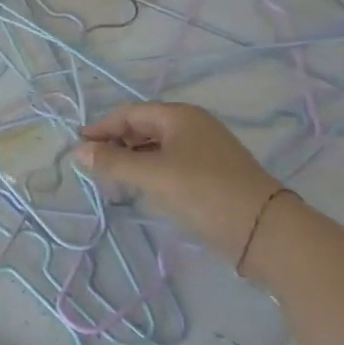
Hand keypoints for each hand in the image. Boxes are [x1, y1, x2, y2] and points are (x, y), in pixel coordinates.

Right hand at [73, 102, 280, 262]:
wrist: (265, 231)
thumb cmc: (203, 192)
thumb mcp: (152, 175)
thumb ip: (112, 162)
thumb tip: (78, 151)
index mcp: (180, 116)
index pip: (130, 113)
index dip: (102, 128)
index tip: (79, 148)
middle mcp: (194, 126)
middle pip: (143, 128)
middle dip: (116, 144)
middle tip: (93, 166)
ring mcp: (206, 151)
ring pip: (157, 148)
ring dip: (131, 160)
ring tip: (112, 180)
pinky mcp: (213, 175)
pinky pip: (171, 164)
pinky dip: (150, 172)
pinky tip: (142, 190)